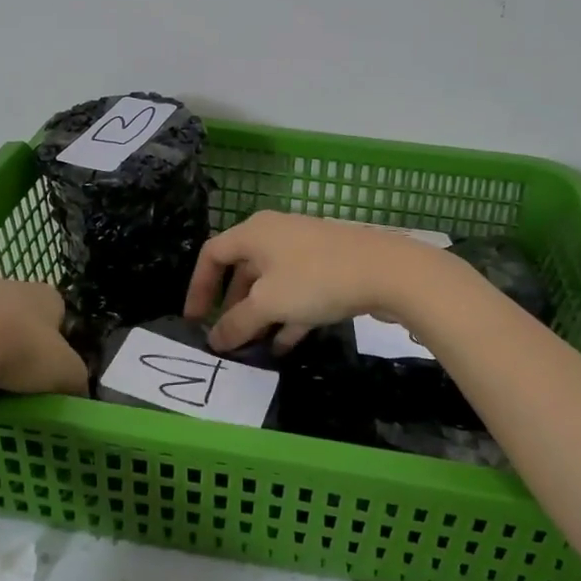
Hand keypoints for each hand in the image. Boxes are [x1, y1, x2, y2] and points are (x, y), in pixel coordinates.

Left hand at [0, 275, 87, 399]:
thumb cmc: (14, 352)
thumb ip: (75, 379)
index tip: (40, 369)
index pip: (52, 308)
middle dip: (4, 336)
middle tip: (2, 377)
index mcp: (37, 293)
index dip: (50, 338)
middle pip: (6, 309)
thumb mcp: (62, 373)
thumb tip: (75, 391)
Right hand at [183, 211, 440, 350]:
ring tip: (253, 348)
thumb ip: (237, 323)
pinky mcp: (329, 266)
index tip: (194, 319)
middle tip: (225, 335)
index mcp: (254, 233)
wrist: (386, 270)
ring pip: (271, 283)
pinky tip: (285, 345)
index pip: (212, 254)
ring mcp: (305, 249)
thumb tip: (215, 339)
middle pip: (242, 268)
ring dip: (260, 315)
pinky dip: (287, 315)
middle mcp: (276, 234)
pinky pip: (297, 291)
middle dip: (231, 304)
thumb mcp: (269, 305)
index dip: (198, 286)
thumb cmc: (315, 279)